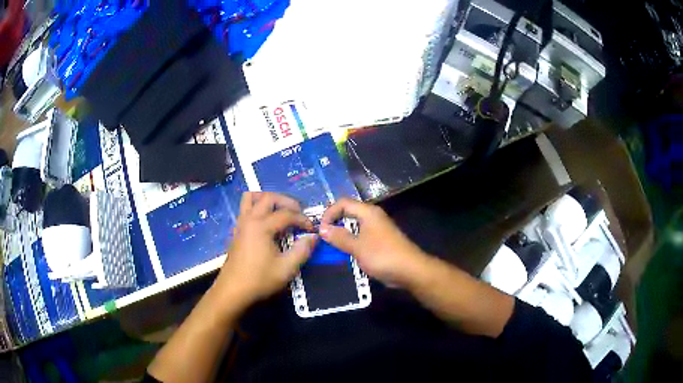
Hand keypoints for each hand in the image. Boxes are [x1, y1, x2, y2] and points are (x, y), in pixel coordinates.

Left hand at [212, 192, 316, 314]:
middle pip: (268, 198)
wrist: (232, 291)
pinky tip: (266, 223)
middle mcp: (249, 219)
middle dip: (286, 202)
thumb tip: (313, 237)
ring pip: (251, 198)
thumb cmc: (259, 279)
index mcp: (261, 226)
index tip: (312, 228)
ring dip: (267, 199)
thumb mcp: (286, 268)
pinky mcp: (236, 231)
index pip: (286, 214)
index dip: (302, 219)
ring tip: (279, 210)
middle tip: (298, 212)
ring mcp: (240, 224)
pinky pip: (245, 209)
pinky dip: (257, 208)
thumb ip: (302, 250)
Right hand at [319, 198, 428, 287]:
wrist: (410, 270)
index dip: (329, 213)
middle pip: (348, 213)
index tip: (320, 230)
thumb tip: (322, 228)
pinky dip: (351, 243)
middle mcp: (372, 217)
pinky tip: (346, 254)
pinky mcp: (380, 241)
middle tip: (323, 238)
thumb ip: (339, 237)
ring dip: (342, 235)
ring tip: (331, 247)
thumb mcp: (357, 247)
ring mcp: (377, 229)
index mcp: (368, 212)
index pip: (343, 203)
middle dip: (334, 224)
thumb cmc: (382, 255)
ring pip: (354, 226)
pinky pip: (361, 237)